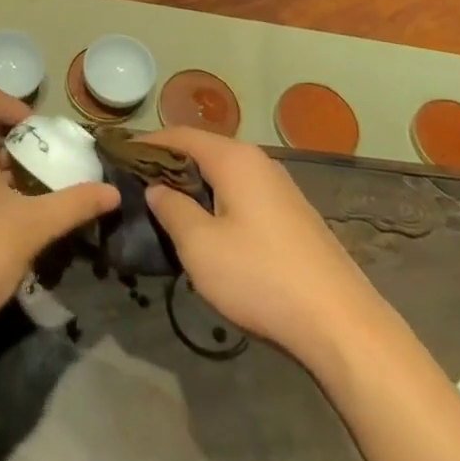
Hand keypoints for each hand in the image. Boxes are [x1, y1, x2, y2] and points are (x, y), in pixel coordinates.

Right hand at [142, 128, 375, 363]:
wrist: (341, 324)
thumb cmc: (261, 277)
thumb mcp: (200, 246)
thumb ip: (172, 209)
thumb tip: (157, 189)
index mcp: (234, 158)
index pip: (180, 135)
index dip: (147, 143)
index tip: (118, 156)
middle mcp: (258, 162)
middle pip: (203, 150)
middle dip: (169, 164)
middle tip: (136, 185)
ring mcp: (279, 188)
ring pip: (224, 173)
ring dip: (193, 184)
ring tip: (165, 207)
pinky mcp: (291, 215)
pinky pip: (242, 193)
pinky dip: (216, 199)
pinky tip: (208, 228)